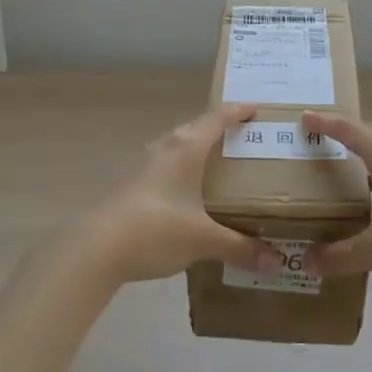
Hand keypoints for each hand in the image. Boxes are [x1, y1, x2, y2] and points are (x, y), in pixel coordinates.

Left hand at [76, 104, 284, 284]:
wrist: (95, 249)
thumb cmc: (156, 230)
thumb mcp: (203, 240)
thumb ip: (240, 248)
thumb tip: (276, 262)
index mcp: (186, 148)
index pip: (218, 118)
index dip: (238, 111)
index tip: (257, 109)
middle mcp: (165, 148)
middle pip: (196, 128)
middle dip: (219, 130)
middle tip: (242, 140)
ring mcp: (143, 166)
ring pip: (177, 147)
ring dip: (196, 150)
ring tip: (217, 165)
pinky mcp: (130, 185)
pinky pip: (164, 167)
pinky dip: (181, 172)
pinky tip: (187, 195)